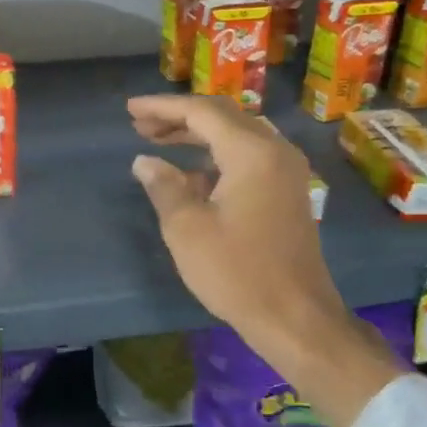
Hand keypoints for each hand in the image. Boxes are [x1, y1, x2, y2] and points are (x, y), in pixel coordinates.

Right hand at [127, 95, 403, 426]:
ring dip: (197, 135)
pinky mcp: (288, 191)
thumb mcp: (187, 229)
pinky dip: (217, 155)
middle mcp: (275, 151)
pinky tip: (190, 174)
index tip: (130, 109)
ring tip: (158, 141)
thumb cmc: (237, 272)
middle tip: (140, 124)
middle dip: (179, 117)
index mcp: (252, 152)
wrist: (296, 318)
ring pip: (236, 135)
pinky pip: (249, 155)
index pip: (201, 112)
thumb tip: (145, 161)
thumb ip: (164, 186)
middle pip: (222, 116)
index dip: (162, 107)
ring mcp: (286, 171)